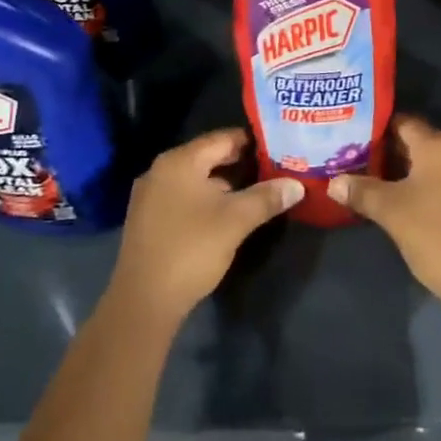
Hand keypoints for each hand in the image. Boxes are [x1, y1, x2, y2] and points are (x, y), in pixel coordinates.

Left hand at [108, 128, 301, 325]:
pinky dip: (206, 200)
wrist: (144, 301)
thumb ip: (267, 197)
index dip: (252, 142)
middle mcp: (160, 170)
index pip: (222, 138)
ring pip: (196, 180)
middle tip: (273, 169)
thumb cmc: (191, 249)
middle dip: (241, 164)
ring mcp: (150, 196)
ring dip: (224, 184)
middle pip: (208, 157)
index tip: (279, 147)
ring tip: (256, 192)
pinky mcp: (148, 220)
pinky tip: (226, 214)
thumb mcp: (236, 221)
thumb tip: (297, 185)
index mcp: (179, 161)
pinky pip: (183, 197)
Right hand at [328, 116, 440, 311]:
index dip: (377, 131)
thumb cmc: (435, 235)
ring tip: (382, 185)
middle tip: (362, 165)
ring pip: (436, 163)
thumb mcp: (390, 212)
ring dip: (411, 171)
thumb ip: (361, 191)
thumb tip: (333, 182)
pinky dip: (431, 185)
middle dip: (392, 152)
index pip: (402, 123)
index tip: (355, 142)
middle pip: (420, 141)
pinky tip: (413, 203)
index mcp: (438, 145)